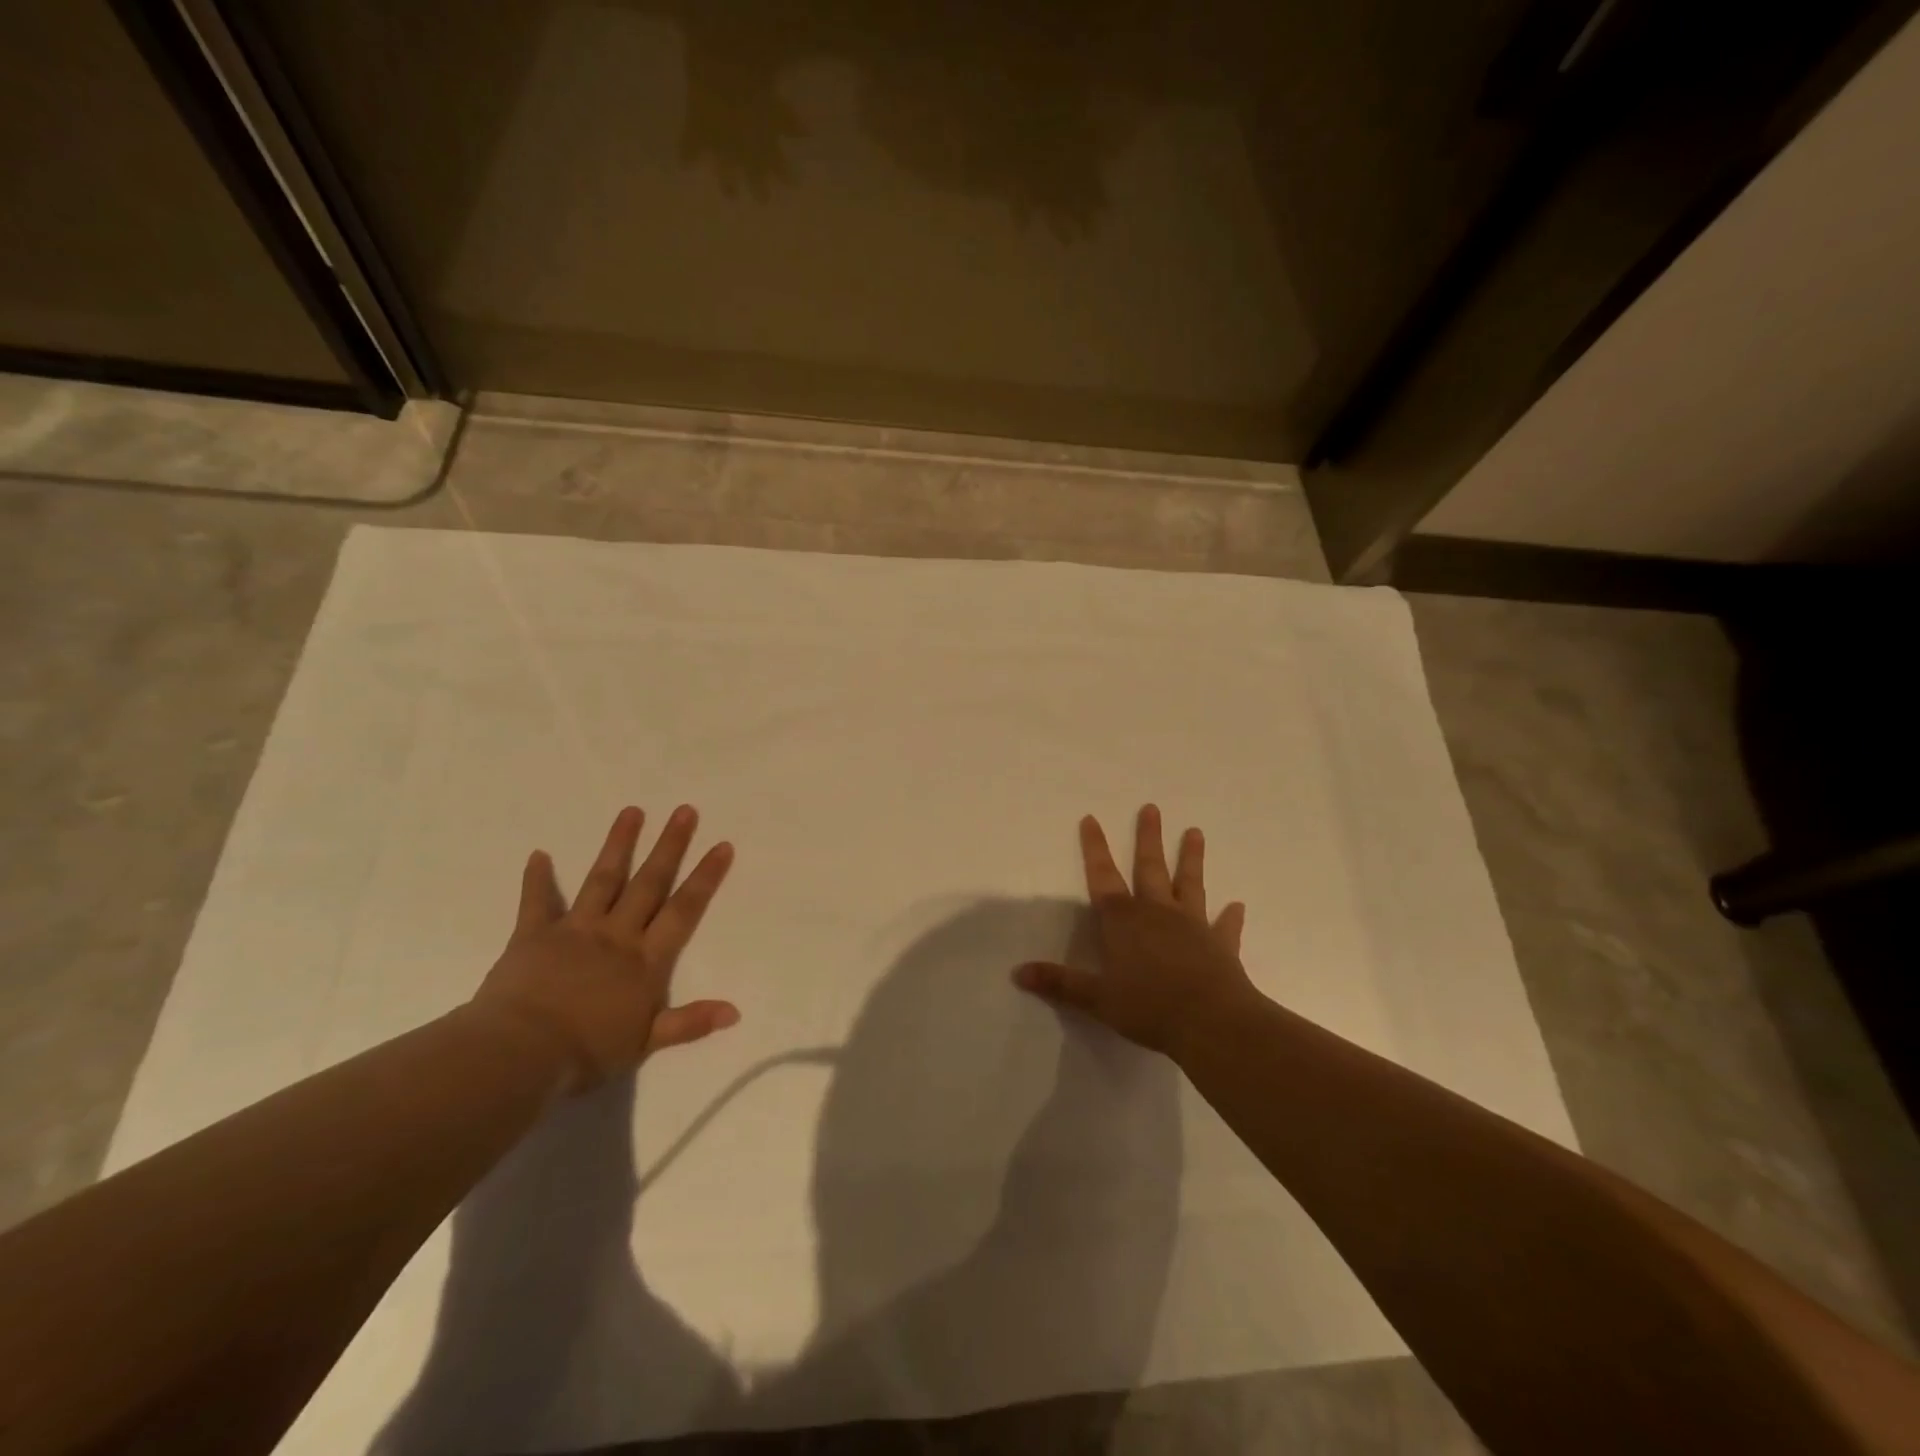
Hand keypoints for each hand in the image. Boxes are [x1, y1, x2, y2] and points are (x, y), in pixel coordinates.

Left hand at [469, 805, 737, 1089]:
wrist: (519, 1055)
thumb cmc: (587, 1052)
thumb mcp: (645, 1043)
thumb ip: (690, 1022)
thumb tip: (735, 1011)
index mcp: (645, 960)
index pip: (683, 911)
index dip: (704, 878)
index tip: (721, 845)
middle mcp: (616, 935)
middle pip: (649, 883)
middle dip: (669, 846)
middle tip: (685, 810)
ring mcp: (575, 930)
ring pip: (603, 880)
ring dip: (618, 845)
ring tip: (632, 811)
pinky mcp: (534, 935)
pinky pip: (536, 902)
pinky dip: (537, 879)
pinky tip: (538, 854)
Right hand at [1014, 805, 1256, 1055]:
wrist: (1211, 1022)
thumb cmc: (1148, 1006)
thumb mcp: (1096, 998)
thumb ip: (1060, 983)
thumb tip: (1018, 973)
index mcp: (1123, 920)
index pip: (1103, 877)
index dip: (1095, 848)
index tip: (1091, 818)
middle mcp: (1157, 912)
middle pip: (1149, 868)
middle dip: (1147, 838)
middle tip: (1151, 808)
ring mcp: (1192, 925)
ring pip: (1190, 884)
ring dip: (1191, 858)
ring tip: (1195, 832)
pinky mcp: (1220, 945)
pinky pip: (1225, 927)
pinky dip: (1230, 917)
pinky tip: (1237, 906)